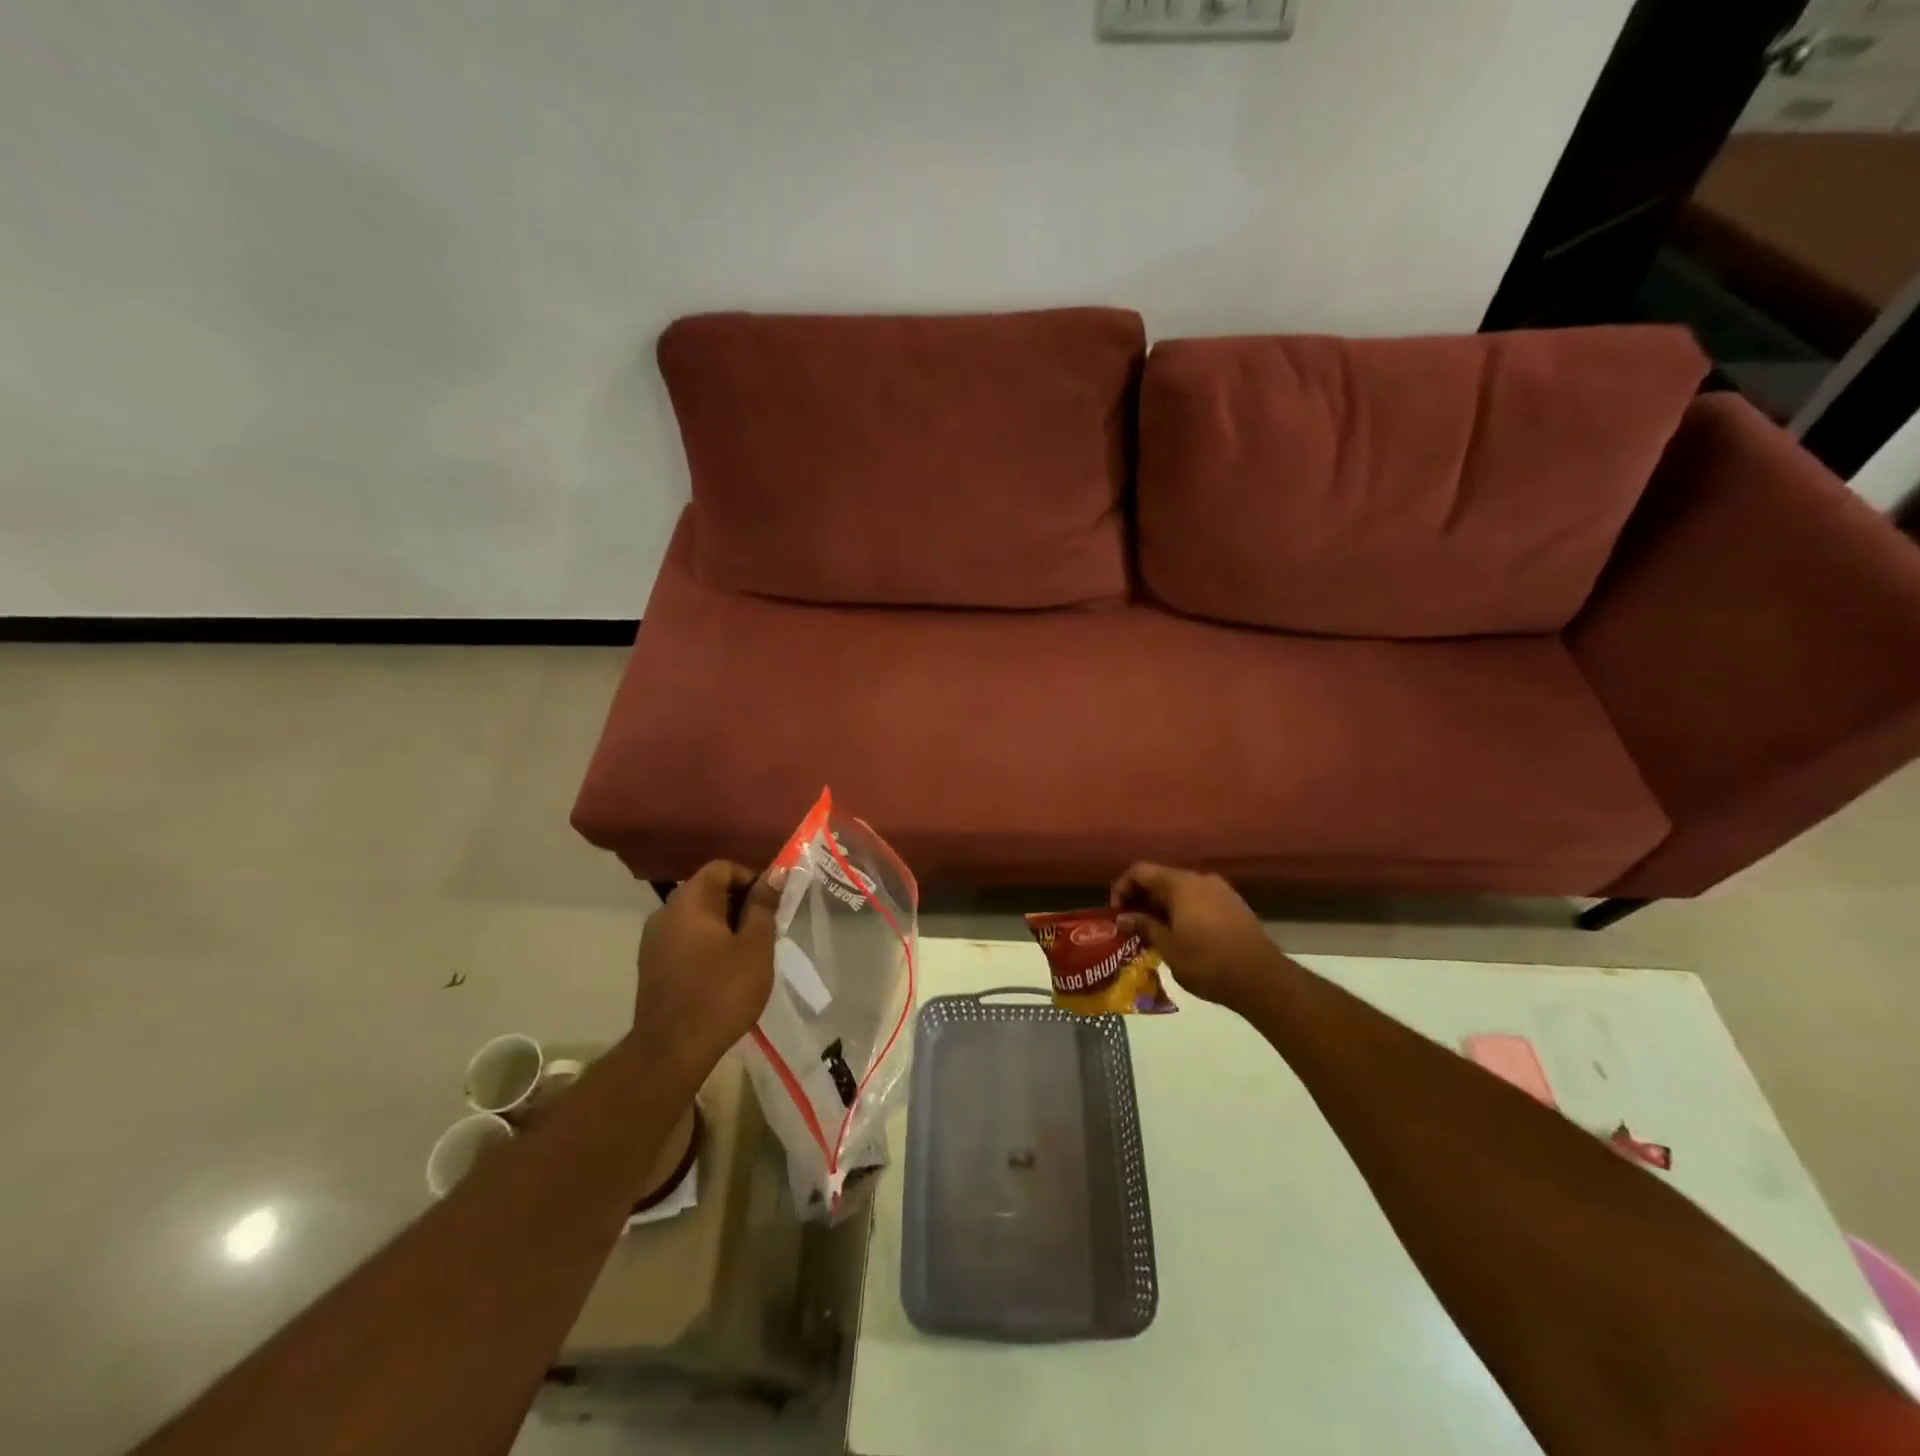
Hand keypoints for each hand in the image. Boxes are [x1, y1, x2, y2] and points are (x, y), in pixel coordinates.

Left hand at [633, 861, 782, 1076]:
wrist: (672, 1051)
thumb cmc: (721, 992)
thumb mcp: (755, 946)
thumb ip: (764, 906)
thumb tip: (774, 874)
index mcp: (690, 901)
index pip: (722, 868)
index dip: (751, 878)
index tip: (772, 904)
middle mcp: (665, 912)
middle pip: (708, 891)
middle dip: (740, 904)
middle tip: (766, 930)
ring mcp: (654, 941)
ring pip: (697, 918)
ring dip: (725, 926)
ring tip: (749, 953)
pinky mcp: (652, 966)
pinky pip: (685, 940)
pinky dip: (708, 945)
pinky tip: (725, 972)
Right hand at [1111, 863, 1284, 1015]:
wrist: (1261, 979)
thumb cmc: (1207, 961)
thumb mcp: (1168, 947)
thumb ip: (1144, 926)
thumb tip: (1123, 917)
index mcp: (1180, 884)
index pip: (1140, 871)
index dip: (1122, 888)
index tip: (1117, 913)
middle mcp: (1200, 879)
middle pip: (1161, 879)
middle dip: (1142, 899)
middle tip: (1131, 925)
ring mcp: (1221, 891)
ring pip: (1181, 891)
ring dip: (1163, 907)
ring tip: (1154, 933)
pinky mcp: (1234, 906)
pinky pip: (1199, 901)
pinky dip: (1183, 912)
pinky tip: (1181, 936)